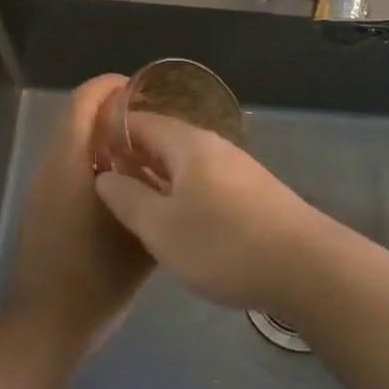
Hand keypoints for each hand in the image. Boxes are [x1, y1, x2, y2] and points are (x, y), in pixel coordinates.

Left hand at [2, 74, 152, 353]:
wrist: (45, 328)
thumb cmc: (95, 277)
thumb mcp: (140, 235)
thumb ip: (154, 196)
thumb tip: (173, 173)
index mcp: (71, 163)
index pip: (84, 101)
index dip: (110, 86)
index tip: (142, 89)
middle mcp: (51, 168)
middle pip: (76, 119)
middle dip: (111, 111)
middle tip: (152, 121)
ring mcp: (42, 190)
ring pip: (72, 144)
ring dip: (101, 137)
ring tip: (144, 150)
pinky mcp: (42, 210)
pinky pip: (68, 168)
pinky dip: (93, 161)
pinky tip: (123, 186)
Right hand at [93, 105, 322, 310]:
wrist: (304, 266)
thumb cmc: (223, 243)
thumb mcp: (162, 228)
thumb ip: (128, 199)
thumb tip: (104, 175)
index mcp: (188, 143)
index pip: (140, 122)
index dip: (110, 134)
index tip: (84, 155)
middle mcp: (213, 146)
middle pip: (164, 141)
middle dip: (133, 157)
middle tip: (102, 184)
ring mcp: (236, 169)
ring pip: (185, 164)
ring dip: (157, 178)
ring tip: (131, 205)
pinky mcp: (252, 193)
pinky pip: (204, 182)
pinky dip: (181, 193)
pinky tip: (175, 221)